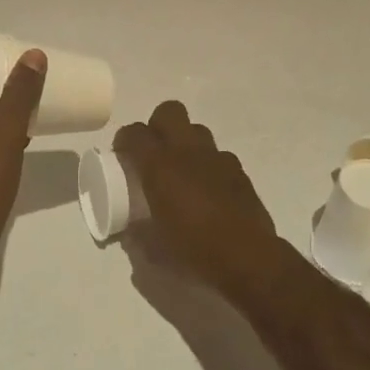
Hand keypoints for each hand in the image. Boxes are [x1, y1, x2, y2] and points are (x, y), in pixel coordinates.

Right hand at [114, 102, 283, 297]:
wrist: (247, 258)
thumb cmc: (194, 250)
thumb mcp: (154, 248)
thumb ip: (139, 233)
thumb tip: (133, 230)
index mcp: (160, 166)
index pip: (135, 133)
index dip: (124, 140)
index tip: (122, 156)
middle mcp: (188, 151)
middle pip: (169, 112)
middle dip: (157, 125)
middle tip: (153, 152)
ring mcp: (217, 157)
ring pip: (196, 130)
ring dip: (185, 143)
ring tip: (182, 170)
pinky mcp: (239, 170)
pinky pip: (218, 155)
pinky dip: (208, 165)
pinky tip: (208, 190)